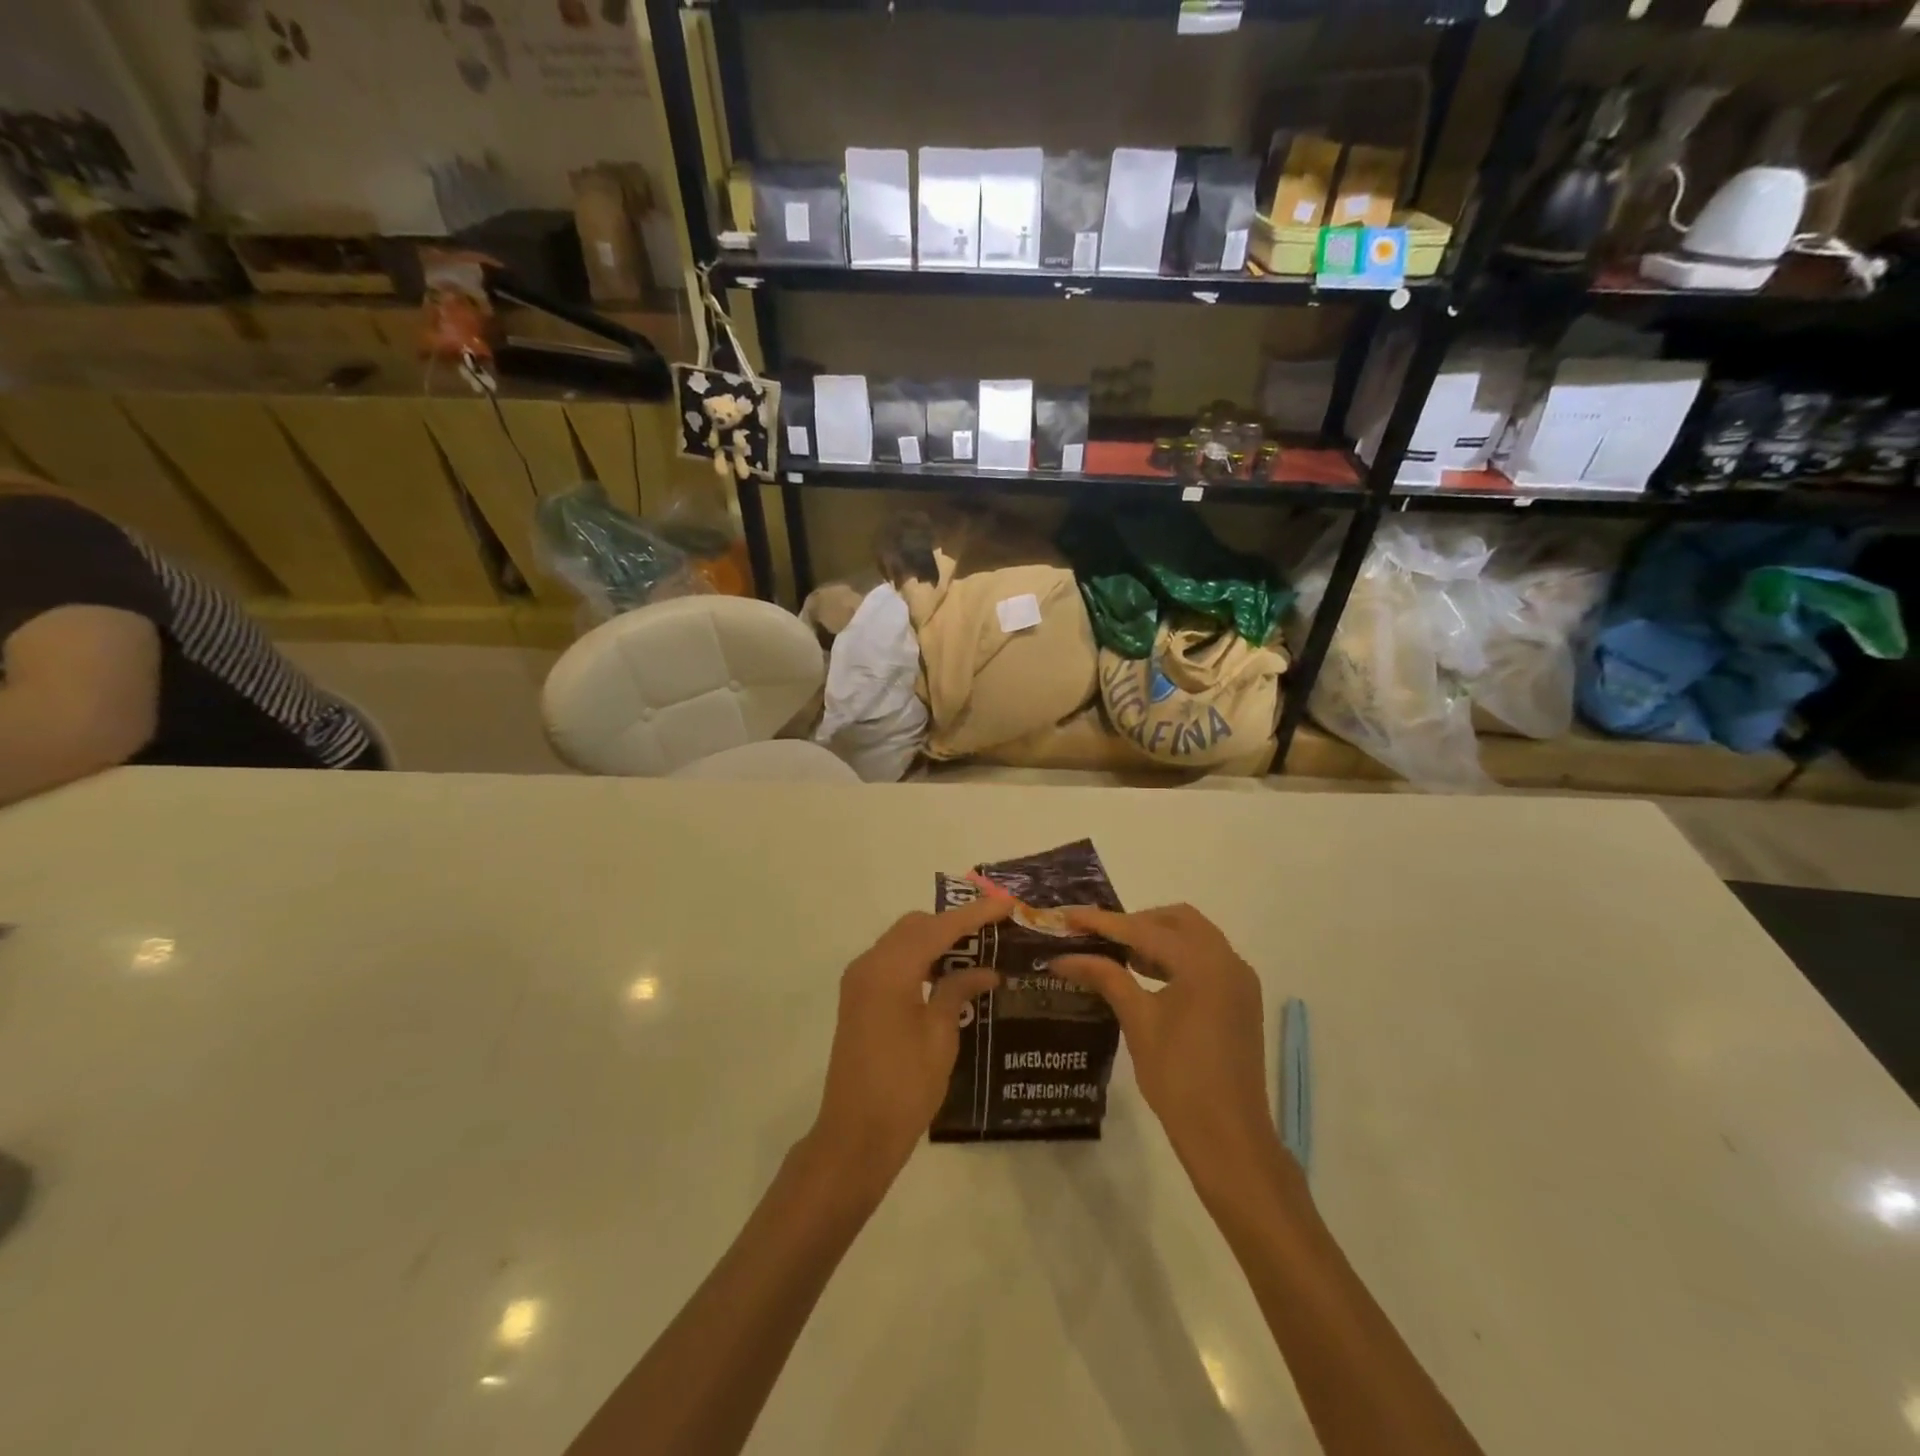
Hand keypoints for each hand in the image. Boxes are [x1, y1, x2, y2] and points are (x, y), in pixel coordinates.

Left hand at [807, 897, 1009, 1194]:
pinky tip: (947, 973)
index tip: (1007, 904)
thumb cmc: (904, 1088)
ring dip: (936, 939)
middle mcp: (869, 965)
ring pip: (903, 940)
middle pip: (916, 926)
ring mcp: (859, 980)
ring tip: (977, 947)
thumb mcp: (940, 1037)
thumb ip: (958, 992)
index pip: (938, 928)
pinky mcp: (859, 997)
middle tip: (993, 928)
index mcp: (889, 971)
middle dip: (954, 922)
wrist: (855, 1135)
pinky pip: (893, 960)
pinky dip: (920, 957)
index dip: (974, 914)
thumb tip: (985, 971)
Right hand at [1053, 904, 1284, 1195]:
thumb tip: (1062, 957)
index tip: (1067, 915)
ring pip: (1194, 936)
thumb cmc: (1179, 1078)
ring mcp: (1239, 980)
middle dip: (1136, 922)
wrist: (1229, 1137)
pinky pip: (1206, 959)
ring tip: (1119, 955)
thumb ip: (1105, 977)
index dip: (1102, 922)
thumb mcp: (1138, 1021)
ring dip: (1157, 938)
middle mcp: (1227, 960)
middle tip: (1099, 938)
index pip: (1143, 929)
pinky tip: (1148, 975)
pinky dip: (1176, 956)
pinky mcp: (1241, 999)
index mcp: (1203, 963)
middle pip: (1177, 919)